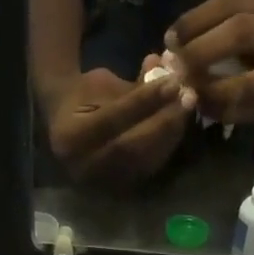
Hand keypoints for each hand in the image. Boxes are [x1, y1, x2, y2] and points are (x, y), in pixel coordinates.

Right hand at [40, 64, 188, 185]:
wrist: (66, 124)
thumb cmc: (84, 96)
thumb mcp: (103, 83)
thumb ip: (133, 84)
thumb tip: (167, 66)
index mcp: (70, 138)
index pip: (112, 120)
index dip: (144, 101)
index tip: (172, 82)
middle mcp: (82, 167)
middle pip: (130, 147)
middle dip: (163, 121)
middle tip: (188, 98)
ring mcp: (100, 183)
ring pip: (143, 161)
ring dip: (170, 134)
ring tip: (187, 108)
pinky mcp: (117, 188)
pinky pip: (148, 169)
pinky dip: (167, 146)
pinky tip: (180, 124)